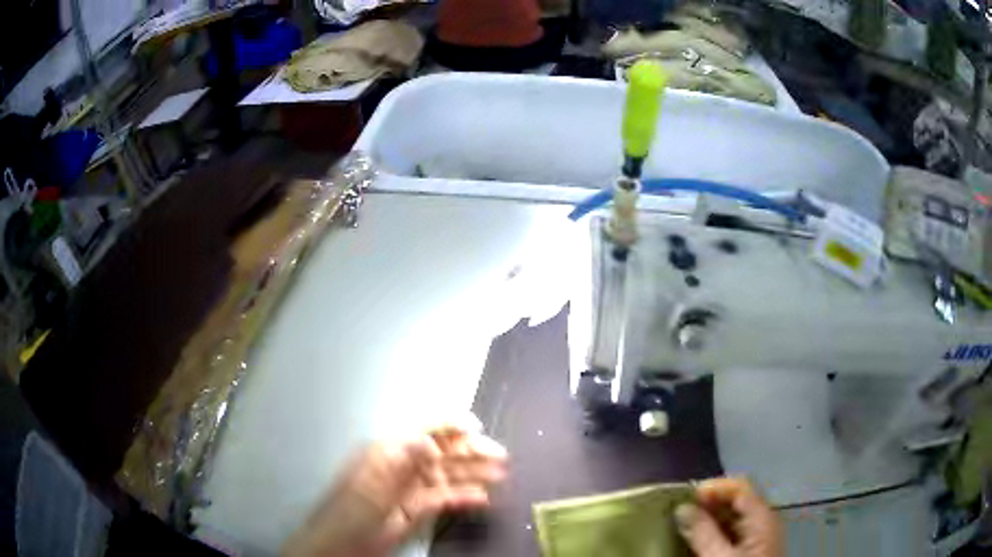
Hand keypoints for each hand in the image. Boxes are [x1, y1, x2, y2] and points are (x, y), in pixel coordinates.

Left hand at [283, 423, 507, 556]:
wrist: (342, 543)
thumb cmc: (352, 509)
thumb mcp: (373, 483)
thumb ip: (401, 461)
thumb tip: (430, 441)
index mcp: (389, 450)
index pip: (423, 429)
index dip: (449, 424)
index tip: (475, 425)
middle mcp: (405, 463)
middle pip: (442, 451)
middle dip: (471, 450)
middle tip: (500, 455)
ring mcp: (413, 486)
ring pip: (449, 473)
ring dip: (474, 472)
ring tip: (501, 473)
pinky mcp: (418, 507)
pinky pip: (446, 497)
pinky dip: (465, 496)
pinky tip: (483, 498)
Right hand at [675, 478, 782, 556]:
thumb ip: (702, 532)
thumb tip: (683, 508)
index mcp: (762, 517)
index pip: (740, 487)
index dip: (713, 488)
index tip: (685, 498)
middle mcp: (764, 521)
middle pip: (738, 500)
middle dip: (709, 504)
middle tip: (680, 513)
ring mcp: (760, 537)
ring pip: (735, 517)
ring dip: (710, 519)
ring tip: (685, 526)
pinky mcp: (753, 551)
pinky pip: (734, 533)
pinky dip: (716, 532)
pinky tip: (700, 541)